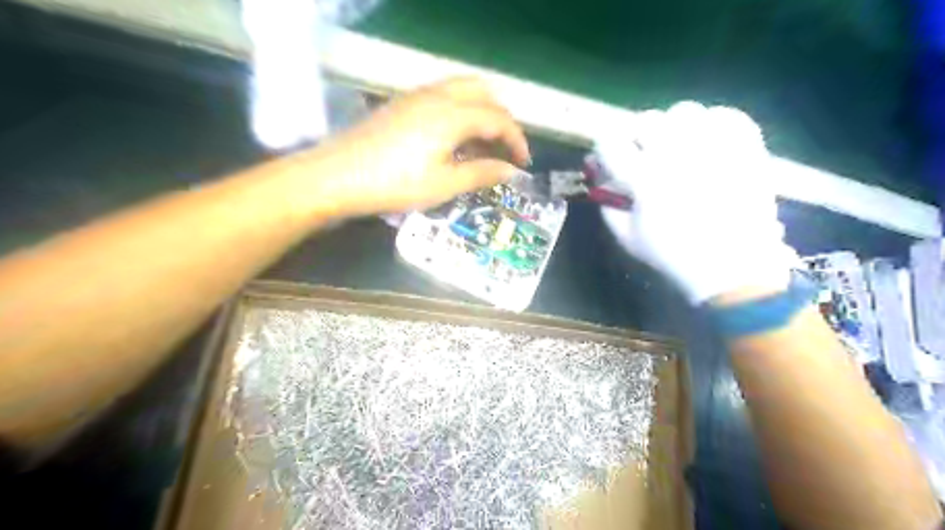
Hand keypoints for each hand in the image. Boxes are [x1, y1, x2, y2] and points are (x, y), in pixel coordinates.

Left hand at [310, 74, 530, 214]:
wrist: (337, 176)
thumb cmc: (394, 184)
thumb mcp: (444, 185)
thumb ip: (481, 174)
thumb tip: (512, 171)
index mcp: (452, 115)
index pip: (498, 118)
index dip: (516, 140)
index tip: (523, 163)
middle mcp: (438, 96)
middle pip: (483, 93)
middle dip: (502, 119)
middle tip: (505, 149)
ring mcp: (417, 96)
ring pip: (462, 91)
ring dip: (481, 113)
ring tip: (482, 145)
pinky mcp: (402, 103)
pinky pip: (443, 96)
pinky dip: (460, 111)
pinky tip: (454, 139)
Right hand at [597, 102, 796, 303]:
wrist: (733, 267)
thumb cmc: (673, 255)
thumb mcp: (627, 237)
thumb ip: (607, 204)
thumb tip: (600, 177)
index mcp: (646, 179)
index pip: (611, 143)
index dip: (604, 148)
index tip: (607, 157)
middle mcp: (679, 154)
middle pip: (645, 120)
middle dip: (635, 136)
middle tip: (641, 153)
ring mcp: (715, 147)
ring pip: (683, 112)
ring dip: (672, 127)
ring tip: (676, 147)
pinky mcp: (745, 147)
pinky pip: (725, 115)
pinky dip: (711, 123)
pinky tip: (706, 142)